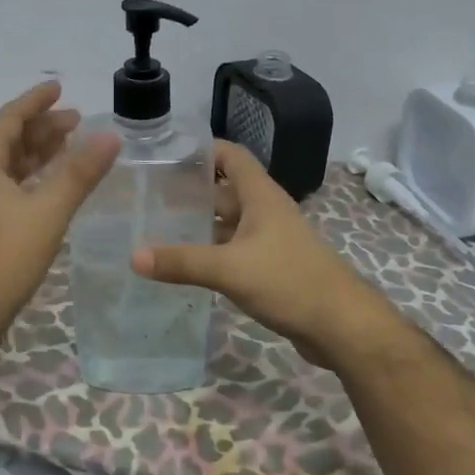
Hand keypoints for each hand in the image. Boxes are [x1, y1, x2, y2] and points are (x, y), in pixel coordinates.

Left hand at [0, 82, 119, 343]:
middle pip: (10, 141)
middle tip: (77, 119)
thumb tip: (110, 135)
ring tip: (71, 145)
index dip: (35, 101)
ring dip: (39, 153)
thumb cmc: (2, 258)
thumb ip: (79, 173)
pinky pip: (12, 189)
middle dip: (42, 127)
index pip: (10, 119)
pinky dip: (35, 180)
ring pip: (11, 167)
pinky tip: (54, 188)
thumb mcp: (47, 212)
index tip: (59, 87)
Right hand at [132, 140, 399, 365]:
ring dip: (200, 223)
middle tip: (149, 196)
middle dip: (191, 190)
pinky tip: (185, 264)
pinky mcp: (271, 267)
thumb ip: (182, 262)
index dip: (202, 149)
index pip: (231, 155)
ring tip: (158, 227)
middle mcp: (266, 211)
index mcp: (260, 196)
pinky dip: (211, 251)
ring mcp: (270, 240)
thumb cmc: (289, 281)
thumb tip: (133, 257)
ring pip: (229, 222)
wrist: (341, 325)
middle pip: (225, 189)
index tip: (165, 155)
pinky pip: (234, 250)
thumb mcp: (230, 269)